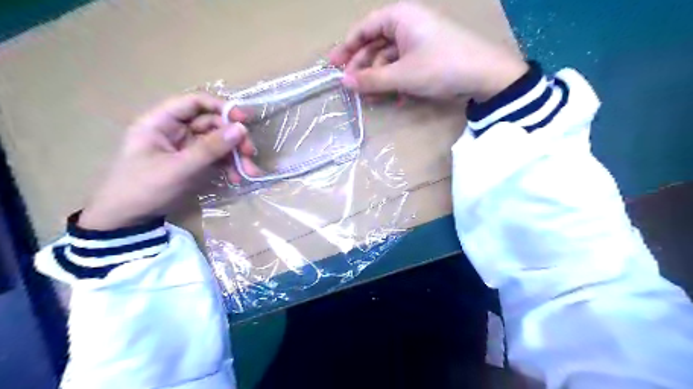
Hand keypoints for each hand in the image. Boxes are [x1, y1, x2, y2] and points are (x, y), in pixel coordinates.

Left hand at [77, 91, 256, 228]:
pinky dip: (230, 166)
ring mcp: (187, 147)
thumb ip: (210, 148)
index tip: (244, 120)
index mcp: (161, 122)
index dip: (220, 107)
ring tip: (249, 172)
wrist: (128, 219)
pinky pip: (218, 158)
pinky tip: (237, 178)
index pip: (194, 102)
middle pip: (212, 123)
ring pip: (219, 141)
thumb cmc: (144, 188)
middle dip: (233, 138)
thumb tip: (241, 128)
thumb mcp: (178, 168)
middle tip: (250, 153)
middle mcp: (175, 130)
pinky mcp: (195, 162)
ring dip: (236, 155)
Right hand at [328, 1, 529, 101]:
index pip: (364, 28)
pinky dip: (396, 81)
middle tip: (350, 86)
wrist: (485, 75)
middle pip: (375, 44)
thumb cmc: (440, 67)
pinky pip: (403, 66)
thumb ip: (371, 80)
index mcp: (400, 17)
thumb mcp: (402, 75)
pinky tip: (394, 98)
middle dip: (363, 67)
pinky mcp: (427, 57)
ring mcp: (418, 41)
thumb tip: (343, 84)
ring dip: (379, 78)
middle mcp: (407, 24)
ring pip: (389, 58)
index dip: (347, 47)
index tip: (333, 65)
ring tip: (369, 98)